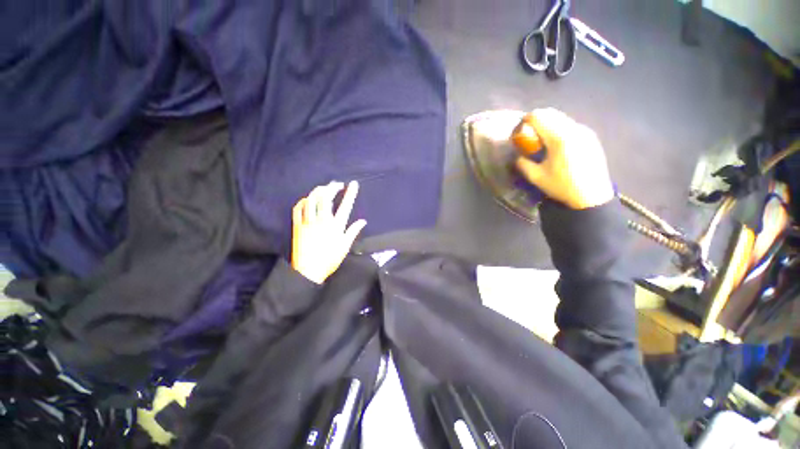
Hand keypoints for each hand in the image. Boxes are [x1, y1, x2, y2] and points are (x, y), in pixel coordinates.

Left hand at [291, 181, 366, 283]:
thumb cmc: (329, 259)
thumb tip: (363, 221)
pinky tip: (307, 199)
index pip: (345, 206)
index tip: (353, 184)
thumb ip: (353, 232)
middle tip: (337, 184)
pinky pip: (298, 209)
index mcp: (335, 226)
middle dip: (332, 187)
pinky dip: (303, 201)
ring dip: (318, 191)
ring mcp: (308, 222)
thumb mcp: (345, 247)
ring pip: (311, 200)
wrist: (308, 271)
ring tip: (324, 188)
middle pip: (326, 198)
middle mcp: (322, 221)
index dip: (350, 193)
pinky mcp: (298, 226)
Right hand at [514, 108, 614, 209]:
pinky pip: (570, 125)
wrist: (592, 196)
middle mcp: (573, 129)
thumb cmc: (562, 186)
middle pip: (551, 113)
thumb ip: (523, 163)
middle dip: (536, 121)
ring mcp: (584, 131)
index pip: (538, 116)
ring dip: (548, 124)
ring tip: (542, 141)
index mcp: (559, 138)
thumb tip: (518, 156)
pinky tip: (557, 146)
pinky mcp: (591, 136)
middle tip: (529, 135)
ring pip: (561, 118)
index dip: (525, 121)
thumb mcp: (536, 177)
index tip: (519, 131)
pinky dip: (559, 129)